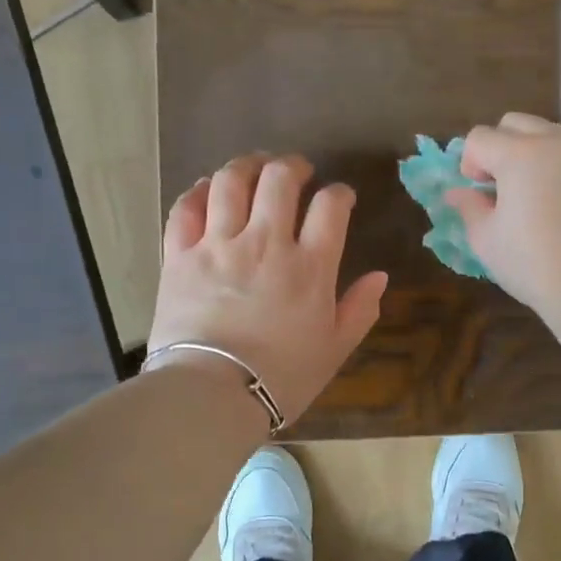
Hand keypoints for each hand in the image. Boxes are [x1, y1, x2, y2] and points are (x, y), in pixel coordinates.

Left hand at [149, 153, 387, 424]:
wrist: (213, 394)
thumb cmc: (282, 377)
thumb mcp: (335, 350)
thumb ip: (360, 309)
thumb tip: (380, 276)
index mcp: (310, 266)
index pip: (330, 207)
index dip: (339, 193)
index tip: (340, 198)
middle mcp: (266, 242)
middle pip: (280, 179)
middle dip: (293, 166)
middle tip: (297, 171)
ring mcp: (218, 244)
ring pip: (231, 181)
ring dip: (247, 166)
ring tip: (254, 167)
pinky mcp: (180, 255)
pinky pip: (187, 207)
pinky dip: (199, 191)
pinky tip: (209, 189)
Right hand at [447, 113, 560, 318]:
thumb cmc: (533, 264)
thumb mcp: (487, 240)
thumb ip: (469, 208)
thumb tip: (457, 193)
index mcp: (519, 154)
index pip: (480, 138)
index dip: (469, 163)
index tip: (476, 193)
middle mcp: (555, 142)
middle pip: (516, 123)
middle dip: (499, 147)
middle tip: (500, 187)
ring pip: (550, 134)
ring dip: (532, 153)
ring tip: (533, 194)